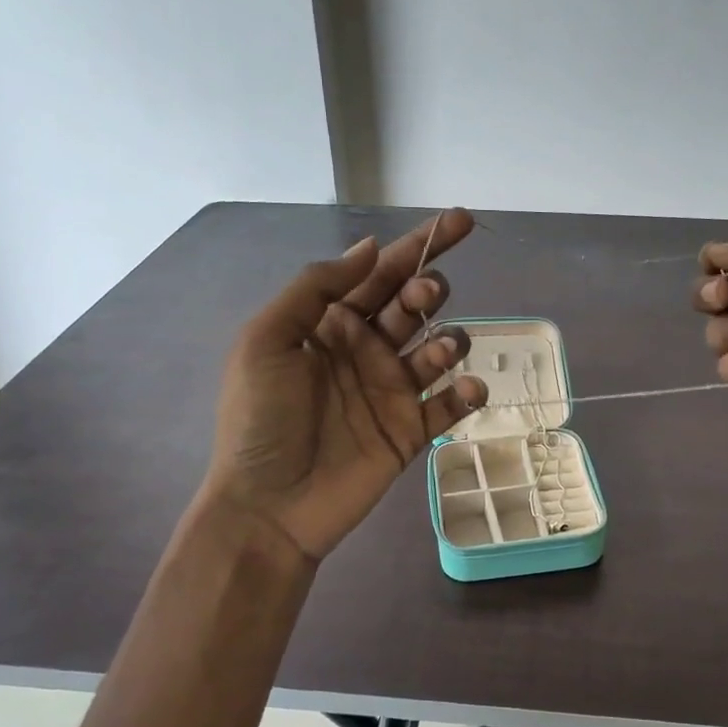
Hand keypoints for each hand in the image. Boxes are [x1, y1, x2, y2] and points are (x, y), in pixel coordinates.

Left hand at [202, 209, 487, 560]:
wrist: (268, 506)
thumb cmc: (260, 420)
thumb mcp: (267, 341)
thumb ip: (316, 288)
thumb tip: (369, 248)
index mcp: (331, 324)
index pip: (380, 273)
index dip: (419, 244)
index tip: (457, 220)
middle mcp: (366, 350)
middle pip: (414, 305)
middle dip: (427, 290)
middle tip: (423, 296)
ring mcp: (392, 391)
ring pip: (438, 349)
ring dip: (447, 340)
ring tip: (434, 352)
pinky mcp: (411, 432)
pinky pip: (449, 406)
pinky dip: (466, 393)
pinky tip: (467, 389)